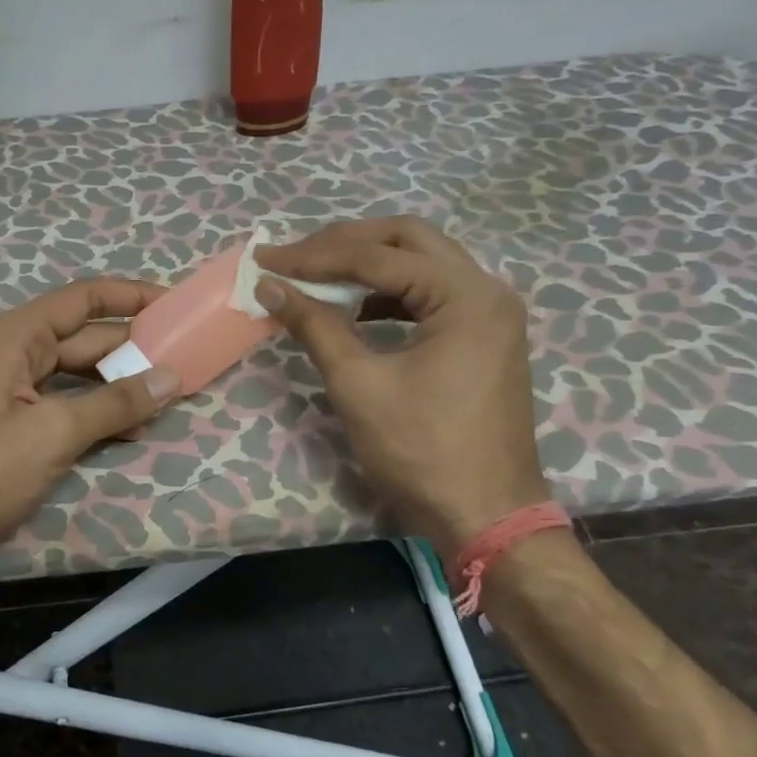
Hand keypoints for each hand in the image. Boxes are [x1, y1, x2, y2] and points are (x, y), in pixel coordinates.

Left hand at [0, 279, 181, 579]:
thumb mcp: (51, 434)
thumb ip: (115, 403)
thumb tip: (172, 377)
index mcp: (16, 338)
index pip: (84, 299)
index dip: (132, 296)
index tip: (176, 304)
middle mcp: (14, 355)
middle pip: (85, 339)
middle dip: (133, 348)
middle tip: (186, 360)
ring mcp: (11, 393)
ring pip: (77, 377)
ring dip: (119, 386)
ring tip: (168, 398)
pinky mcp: (11, 426)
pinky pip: (64, 407)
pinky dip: (96, 414)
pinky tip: (130, 430)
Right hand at [255, 217, 549, 543]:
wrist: (486, 517)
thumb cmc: (422, 451)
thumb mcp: (358, 384)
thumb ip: (314, 325)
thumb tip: (269, 286)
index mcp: (466, 296)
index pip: (378, 257)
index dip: (314, 256)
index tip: (266, 260)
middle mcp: (487, 290)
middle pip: (407, 239)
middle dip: (344, 243)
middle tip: (294, 257)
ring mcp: (491, 313)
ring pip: (422, 261)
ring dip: (368, 261)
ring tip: (317, 274)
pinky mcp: (484, 336)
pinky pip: (431, 292)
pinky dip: (389, 291)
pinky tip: (355, 308)